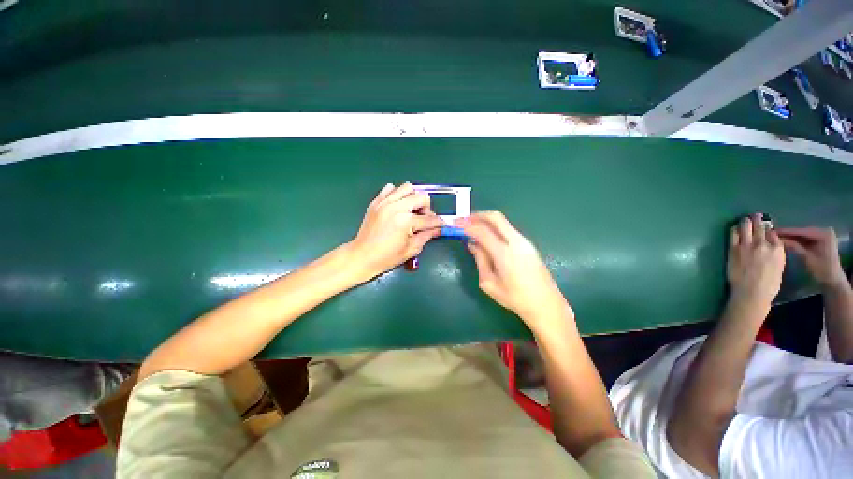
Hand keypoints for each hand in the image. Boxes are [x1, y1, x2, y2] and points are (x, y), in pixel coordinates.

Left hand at [348, 183, 442, 279]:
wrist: (362, 256)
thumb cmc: (387, 257)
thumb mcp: (411, 249)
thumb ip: (427, 236)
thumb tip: (439, 229)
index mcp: (405, 221)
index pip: (429, 219)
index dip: (438, 223)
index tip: (443, 224)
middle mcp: (396, 207)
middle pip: (421, 197)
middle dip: (427, 208)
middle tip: (423, 219)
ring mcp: (385, 202)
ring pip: (407, 187)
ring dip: (413, 198)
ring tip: (411, 210)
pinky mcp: (376, 202)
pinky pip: (390, 188)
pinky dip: (397, 194)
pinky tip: (397, 206)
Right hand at [458, 211, 570, 329]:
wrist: (546, 304)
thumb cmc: (515, 298)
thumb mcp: (489, 283)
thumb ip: (480, 260)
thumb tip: (472, 244)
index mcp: (504, 253)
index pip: (482, 231)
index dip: (467, 225)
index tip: (456, 224)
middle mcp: (516, 242)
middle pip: (495, 217)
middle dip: (478, 215)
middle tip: (465, 220)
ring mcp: (524, 242)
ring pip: (503, 222)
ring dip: (486, 221)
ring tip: (473, 228)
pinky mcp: (528, 245)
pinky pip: (508, 230)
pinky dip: (495, 228)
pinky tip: (487, 237)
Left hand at [726, 213, 785, 305]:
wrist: (751, 292)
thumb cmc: (768, 285)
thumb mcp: (779, 267)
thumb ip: (775, 254)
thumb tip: (770, 246)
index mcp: (778, 249)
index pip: (773, 233)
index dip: (768, 229)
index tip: (766, 227)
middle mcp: (763, 244)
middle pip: (760, 226)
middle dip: (757, 219)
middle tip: (755, 216)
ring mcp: (747, 245)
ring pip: (746, 226)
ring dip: (746, 221)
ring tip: (746, 219)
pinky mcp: (733, 248)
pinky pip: (733, 233)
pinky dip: (734, 228)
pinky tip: (735, 227)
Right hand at [777, 227, 847, 288]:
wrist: (833, 280)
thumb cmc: (822, 270)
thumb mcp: (808, 258)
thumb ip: (795, 247)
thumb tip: (779, 239)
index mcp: (824, 234)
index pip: (803, 231)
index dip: (787, 231)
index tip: (773, 231)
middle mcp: (824, 231)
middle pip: (803, 232)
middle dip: (789, 234)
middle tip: (773, 234)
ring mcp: (823, 236)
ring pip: (803, 235)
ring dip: (791, 237)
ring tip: (777, 237)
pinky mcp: (820, 240)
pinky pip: (806, 239)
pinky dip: (796, 240)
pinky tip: (786, 241)